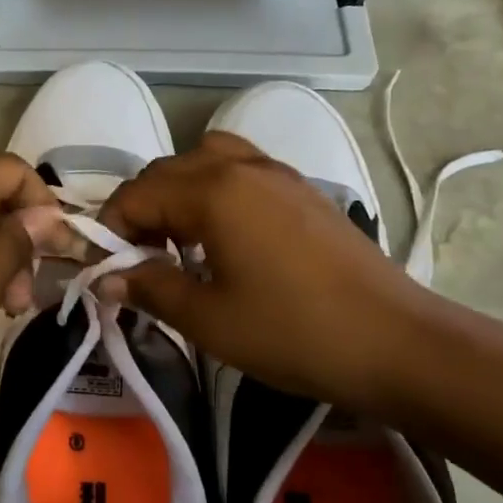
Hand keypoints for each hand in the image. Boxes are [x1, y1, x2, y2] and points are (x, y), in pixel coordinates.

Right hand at [98, 133, 432, 409]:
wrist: (395, 341)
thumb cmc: (293, 332)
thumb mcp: (209, 319)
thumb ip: (151, 288)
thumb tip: (107, 279)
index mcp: (213, 191)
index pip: (137, 193)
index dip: (111, 229)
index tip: (107, 269)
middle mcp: (241, 166)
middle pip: (166, 170)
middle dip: (140, 210)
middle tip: (139, 260)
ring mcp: (278, 172)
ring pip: (205, 161)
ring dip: (178, 193)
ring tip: (180, 242)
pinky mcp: (303, 189)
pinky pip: (241, 170)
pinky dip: (215, 191)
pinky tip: (225, 238)